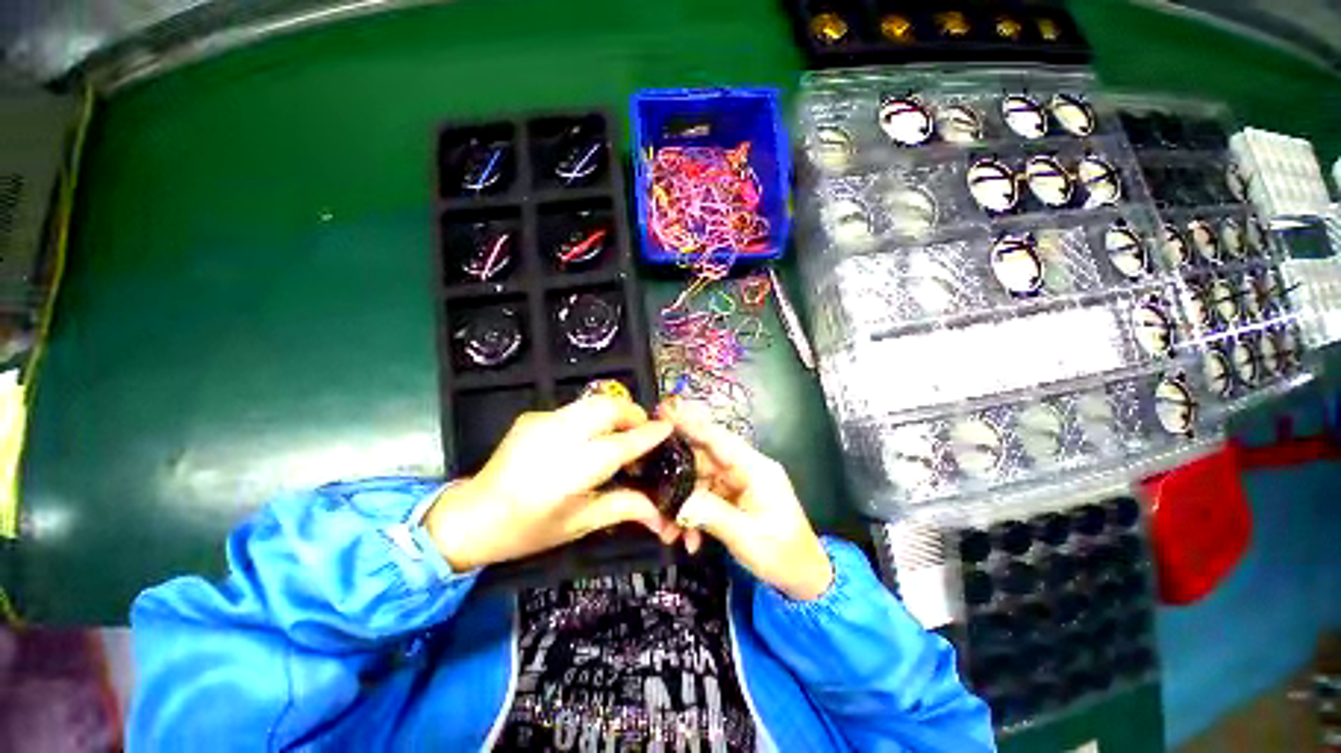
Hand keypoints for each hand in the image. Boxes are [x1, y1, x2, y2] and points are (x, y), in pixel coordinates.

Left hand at [426, 397, 677, 570]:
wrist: (471, 515)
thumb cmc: (527, 530)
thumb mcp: (579, 525)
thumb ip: (624, 508)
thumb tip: (661, 514)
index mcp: (566, 475)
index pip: (617, 446)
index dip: (646, 435)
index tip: (667, 428)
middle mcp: (553, 440)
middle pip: (606, 408)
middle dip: (633, 414)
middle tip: (642, 433)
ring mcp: (540, 422)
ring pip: (593, 402)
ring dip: (616, 412)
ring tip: (621, 434)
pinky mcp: (534, 415)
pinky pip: (577, 408)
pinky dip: (595, 416)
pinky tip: (591, 438)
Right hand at [661, 400, 833, 600]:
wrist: (803, 578)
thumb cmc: (782, 554)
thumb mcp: (746, 536)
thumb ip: (710, 514)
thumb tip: (678, 503)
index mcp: (756, 469)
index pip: (719, 439)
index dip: (692, 424)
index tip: (665, 410)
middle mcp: (745, 469)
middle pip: (704, 458)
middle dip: (676, 473)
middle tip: (648, 475)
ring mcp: (738, 482)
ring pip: (699, 480)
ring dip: (681, 503)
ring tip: (666, 529)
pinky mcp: (732, 497)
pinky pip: (704, 497)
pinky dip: (692, 515)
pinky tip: (686, 539)